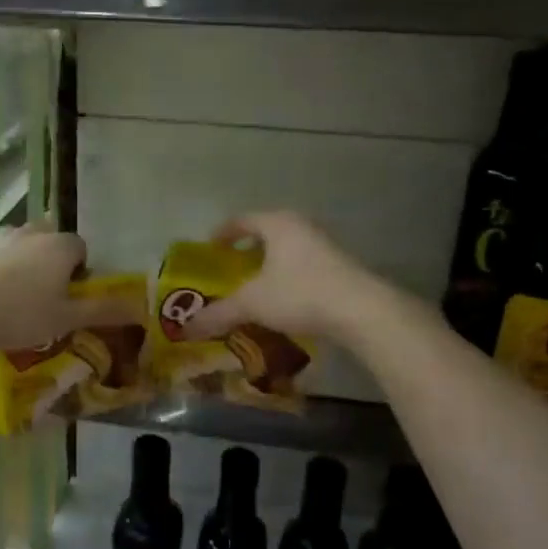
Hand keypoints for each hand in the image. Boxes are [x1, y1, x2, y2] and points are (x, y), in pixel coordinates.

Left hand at [0, 225, 144, 354]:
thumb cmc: (19, 313)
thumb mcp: (66, 319)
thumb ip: (103, 311)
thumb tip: (142, 307)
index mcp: (59, 246)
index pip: (81, 248)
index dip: (80, 271)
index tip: (71, 296)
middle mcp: (30, 233)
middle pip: (49, 240)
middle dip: (51, 262)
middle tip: (44, 296)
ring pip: (18, 244)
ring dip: (22, 262)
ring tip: (14, 297)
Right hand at [181, 212, 385, 344]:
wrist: (361, 310)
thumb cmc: (300, 293)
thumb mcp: (252, 303)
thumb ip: (219, 313)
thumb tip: (186, 328)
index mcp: (277, 224)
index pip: (242, 220)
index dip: (223, 233)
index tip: (210, 247)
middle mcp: (302, 227)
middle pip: (267, 232)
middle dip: (248, 249)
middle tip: (231, 267)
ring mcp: (325, 246)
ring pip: (288, 249)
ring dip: (270, 264)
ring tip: (256, 286)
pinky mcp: (340, 267)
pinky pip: (304, 265)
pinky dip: (288, 277)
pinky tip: (285, 300)